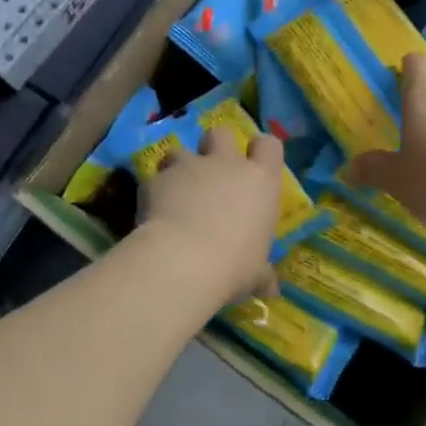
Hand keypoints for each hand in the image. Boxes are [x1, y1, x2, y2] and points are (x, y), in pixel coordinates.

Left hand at [139, 125, 282, 303]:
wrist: (183, 260)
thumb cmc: (234, 266)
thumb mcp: (255, 274)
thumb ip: (262, 274)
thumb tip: (272, 291)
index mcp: (260, 181)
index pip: (269, 145)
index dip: (261, 152)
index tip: (255, 166)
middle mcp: (227, 164)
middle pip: (221, 133)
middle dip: (215, 147)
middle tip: (211, 173)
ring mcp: (190, 166)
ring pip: (181, 150)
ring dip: (179, 167)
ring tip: (176, 192)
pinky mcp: (157, 178)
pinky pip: (155, 176)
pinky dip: (155, 189)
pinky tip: (153, 211)